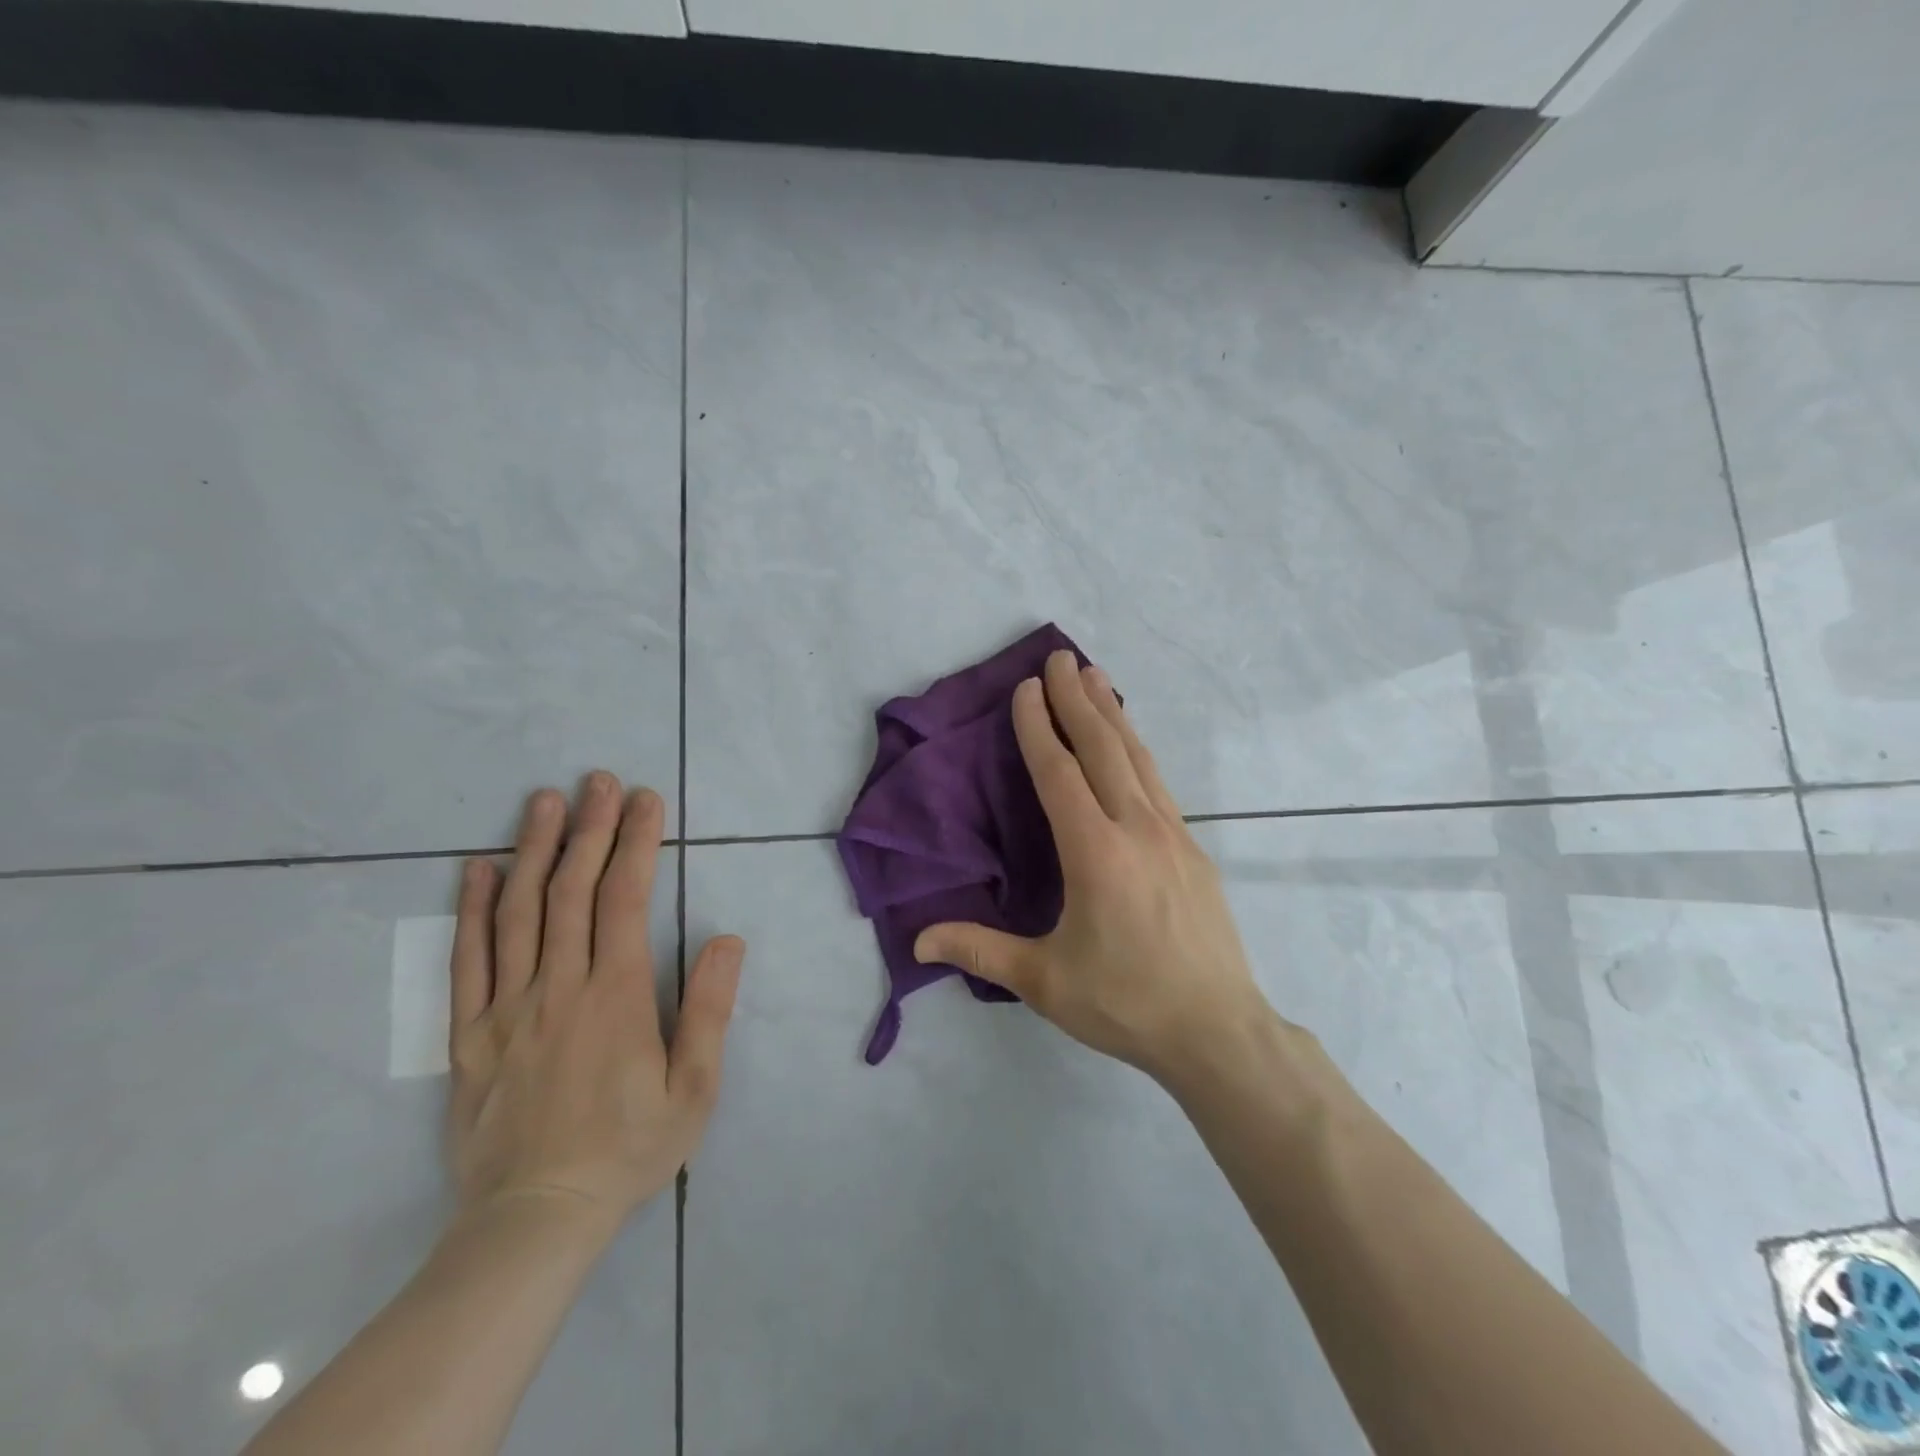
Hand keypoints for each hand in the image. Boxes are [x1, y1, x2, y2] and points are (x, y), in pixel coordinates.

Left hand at [447, 773, 744, 1236]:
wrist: (534, 1219)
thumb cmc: (629, 1149)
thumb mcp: (694, 1088)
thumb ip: (709, 1009)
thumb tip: (726, 939)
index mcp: (615, 995)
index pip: (626, 898)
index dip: (636, 842)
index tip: (645, 800)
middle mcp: (559, 986)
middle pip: (572, 891)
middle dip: (590, 828)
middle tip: (599, 780)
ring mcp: (507, 1007)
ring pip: (519, 912)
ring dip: (534, 850)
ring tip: (544, 801)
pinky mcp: (471, 1034)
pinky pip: (468, 960)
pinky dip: (473, 909)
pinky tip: (479, 868)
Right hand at [913, 650, 1271, 1082]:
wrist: (1218, 1031)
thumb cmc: (1125, 1004)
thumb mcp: (1045, 981)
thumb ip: (980, 950)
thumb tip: (917, 943)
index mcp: (1095, 853)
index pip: (1059, 773)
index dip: (1038, 727)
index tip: (1027, 688)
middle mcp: (1136, 829)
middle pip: (1103, 748)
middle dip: (1078, 699)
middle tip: (1062, 657)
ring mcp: (1172, 835)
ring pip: (1138, 758)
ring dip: (1114, 714)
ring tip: (1097, 676)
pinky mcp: (1194, 850)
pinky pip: (1158, 783)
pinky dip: (1138, 750)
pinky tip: (1132, 743)